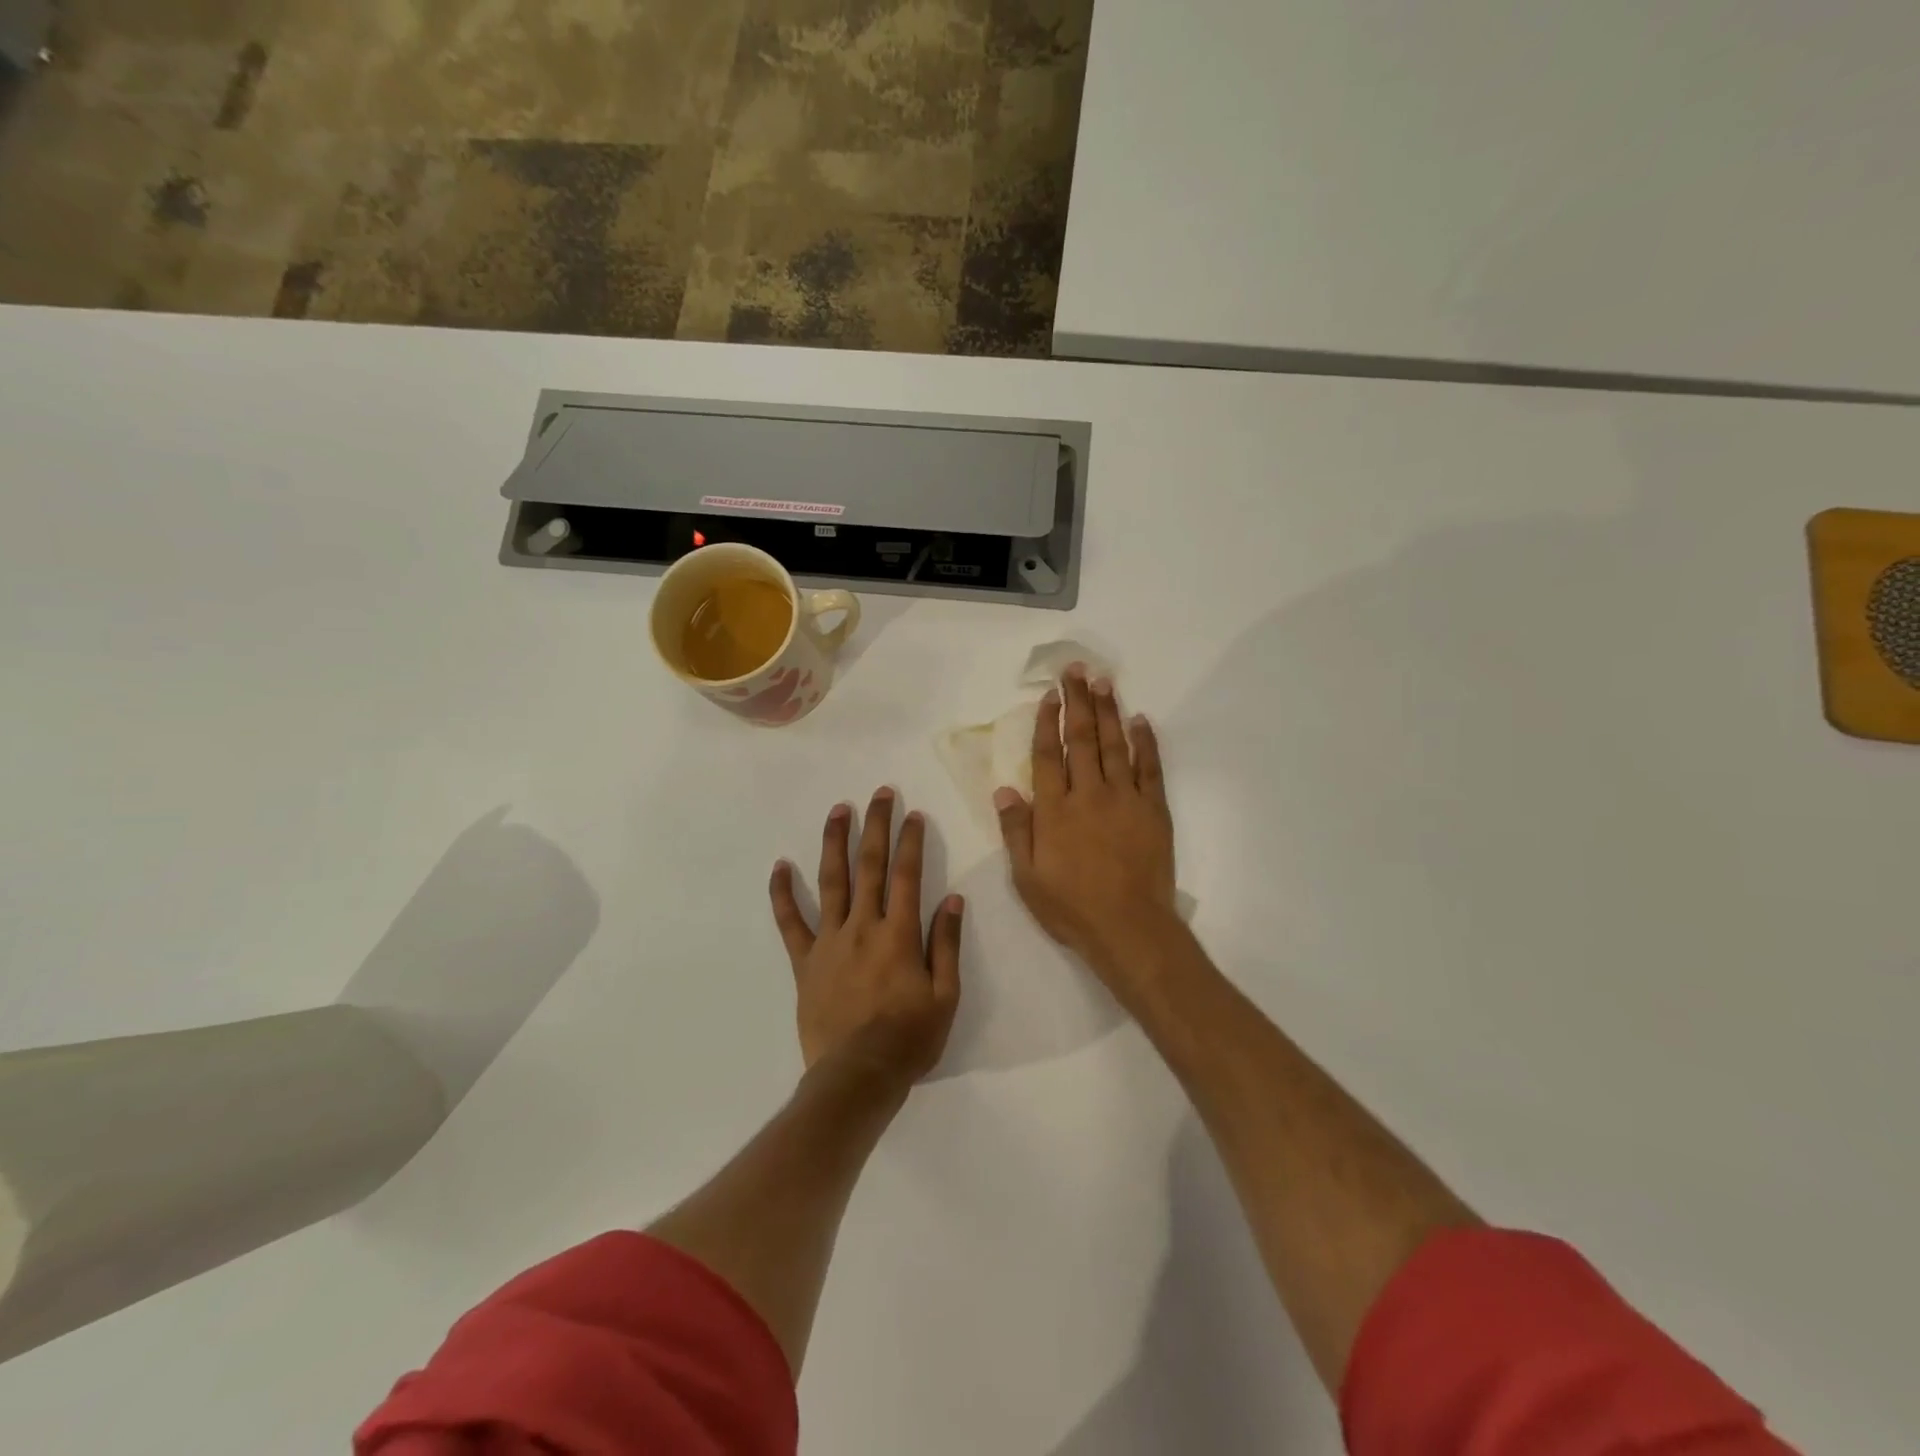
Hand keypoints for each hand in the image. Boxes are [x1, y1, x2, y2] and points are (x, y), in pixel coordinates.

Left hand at [770, 789, 963, 1095]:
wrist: (856, 1077)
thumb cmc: (908, 1040)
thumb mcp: (944, 997)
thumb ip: (947, 945)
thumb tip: (953, 900)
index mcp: (899, 934)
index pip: (908, 875)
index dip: (912, 841)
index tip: (914, 814)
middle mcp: (863, 926)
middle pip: (870, 866)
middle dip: (876, 826)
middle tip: (879, 794)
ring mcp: (829, 941)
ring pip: (831, 881)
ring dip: (835, 842)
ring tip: (838, 809)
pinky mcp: (805, 962)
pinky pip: (790, 922)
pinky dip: (783, 893)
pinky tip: (780, 866)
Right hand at [994, 665, 1178, 975]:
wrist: (1129, 927)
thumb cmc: (1071, 906)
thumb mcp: (1027, 877)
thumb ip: (1017, 830)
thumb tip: (1005, 789)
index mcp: (1055, 809)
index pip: (1049, 754)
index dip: (1048, 722)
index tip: (1049, 696)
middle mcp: (1089, 794)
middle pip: (1082, 738)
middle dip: (1078, 701)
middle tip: (1077, 670)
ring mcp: (1125, 798)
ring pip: (1115, 744)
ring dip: (1109, 711)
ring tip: (1104, 681)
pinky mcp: (1153, 809)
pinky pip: (1150, 767)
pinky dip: (1145, 742)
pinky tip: (1141, 720)